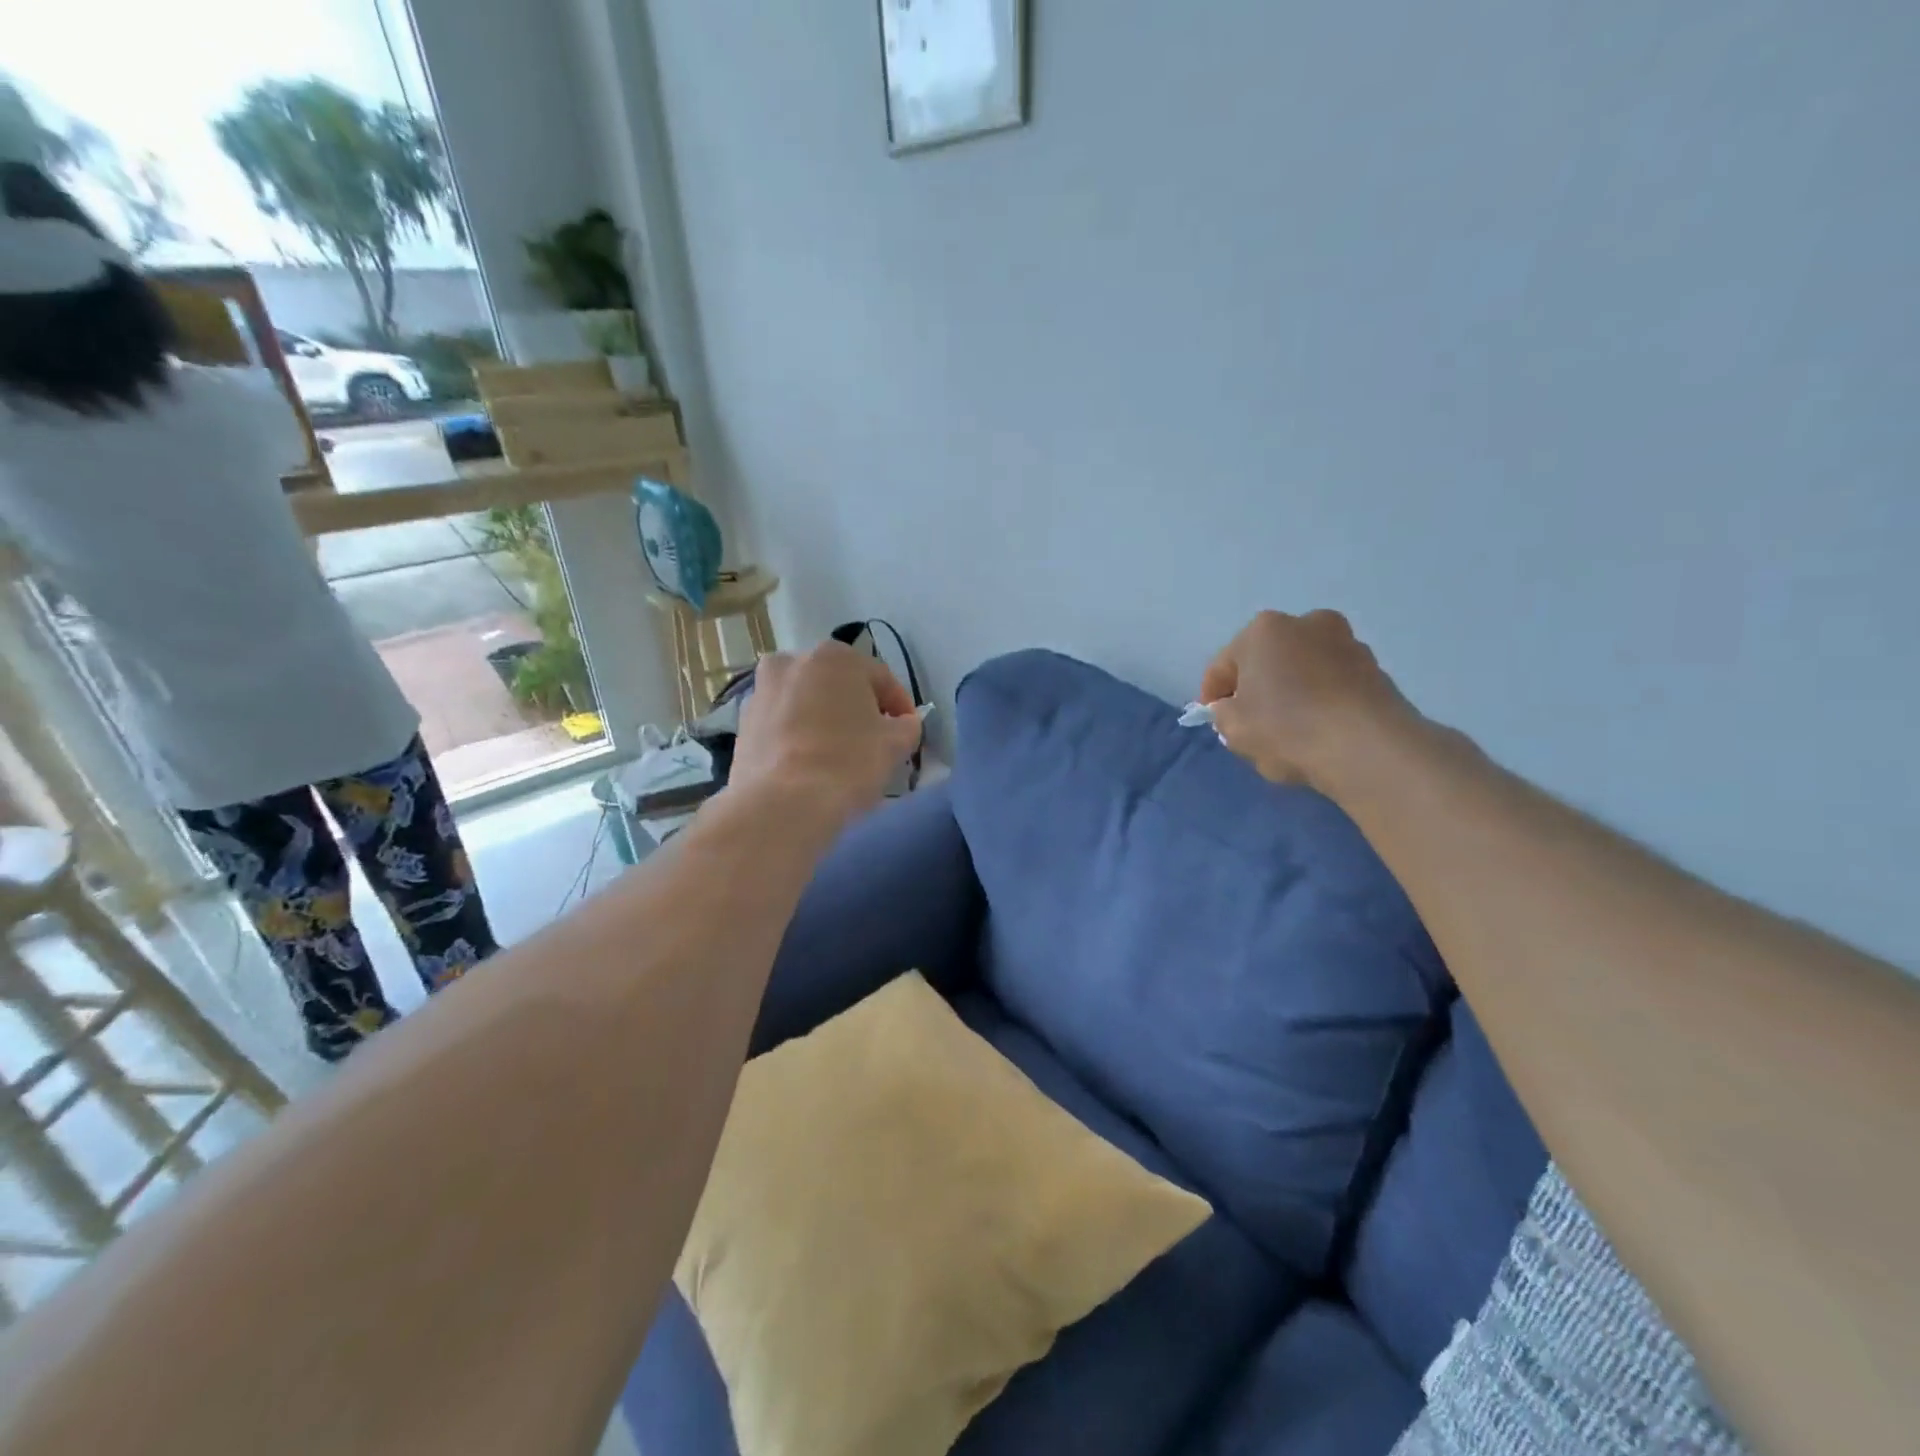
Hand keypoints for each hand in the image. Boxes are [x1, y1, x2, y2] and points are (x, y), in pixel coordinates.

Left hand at [730, 642, 923, 824]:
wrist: (781, 805)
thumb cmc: (847, 763)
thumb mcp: (895, 744)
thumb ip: (907, 726)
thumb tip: (903, 724)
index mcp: (835, 656)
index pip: (881, 678)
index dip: (900, 707)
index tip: (908, 733)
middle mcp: (793, 661)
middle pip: (839, 686)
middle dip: (858, 709)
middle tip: (875, 742)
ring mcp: (762, 691)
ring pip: (808, 703)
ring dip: (826, 721)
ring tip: (841, 755)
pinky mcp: (743, 724)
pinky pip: (784, 725)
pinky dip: (800, 737)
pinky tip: (811, 765)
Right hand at [1199, 610, 1414, 790]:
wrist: (1367, 748)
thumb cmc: (1286, 728)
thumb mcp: (1233, 728)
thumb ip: (1223, 714)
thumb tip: (1234, 709)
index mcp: (1264, 630)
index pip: (1223, 665)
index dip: (1212, 696)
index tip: (1214, 721)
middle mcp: (1307, 623)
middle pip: (1267, 662)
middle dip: (1257, 689)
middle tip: (1251, 725)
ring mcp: (1347, 644)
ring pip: (1303, 672)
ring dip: (1291, 695)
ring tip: (1289, 733)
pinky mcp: (1376, 671)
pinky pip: (1332, 687)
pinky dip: (1321, 704)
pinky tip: (1318, 735)